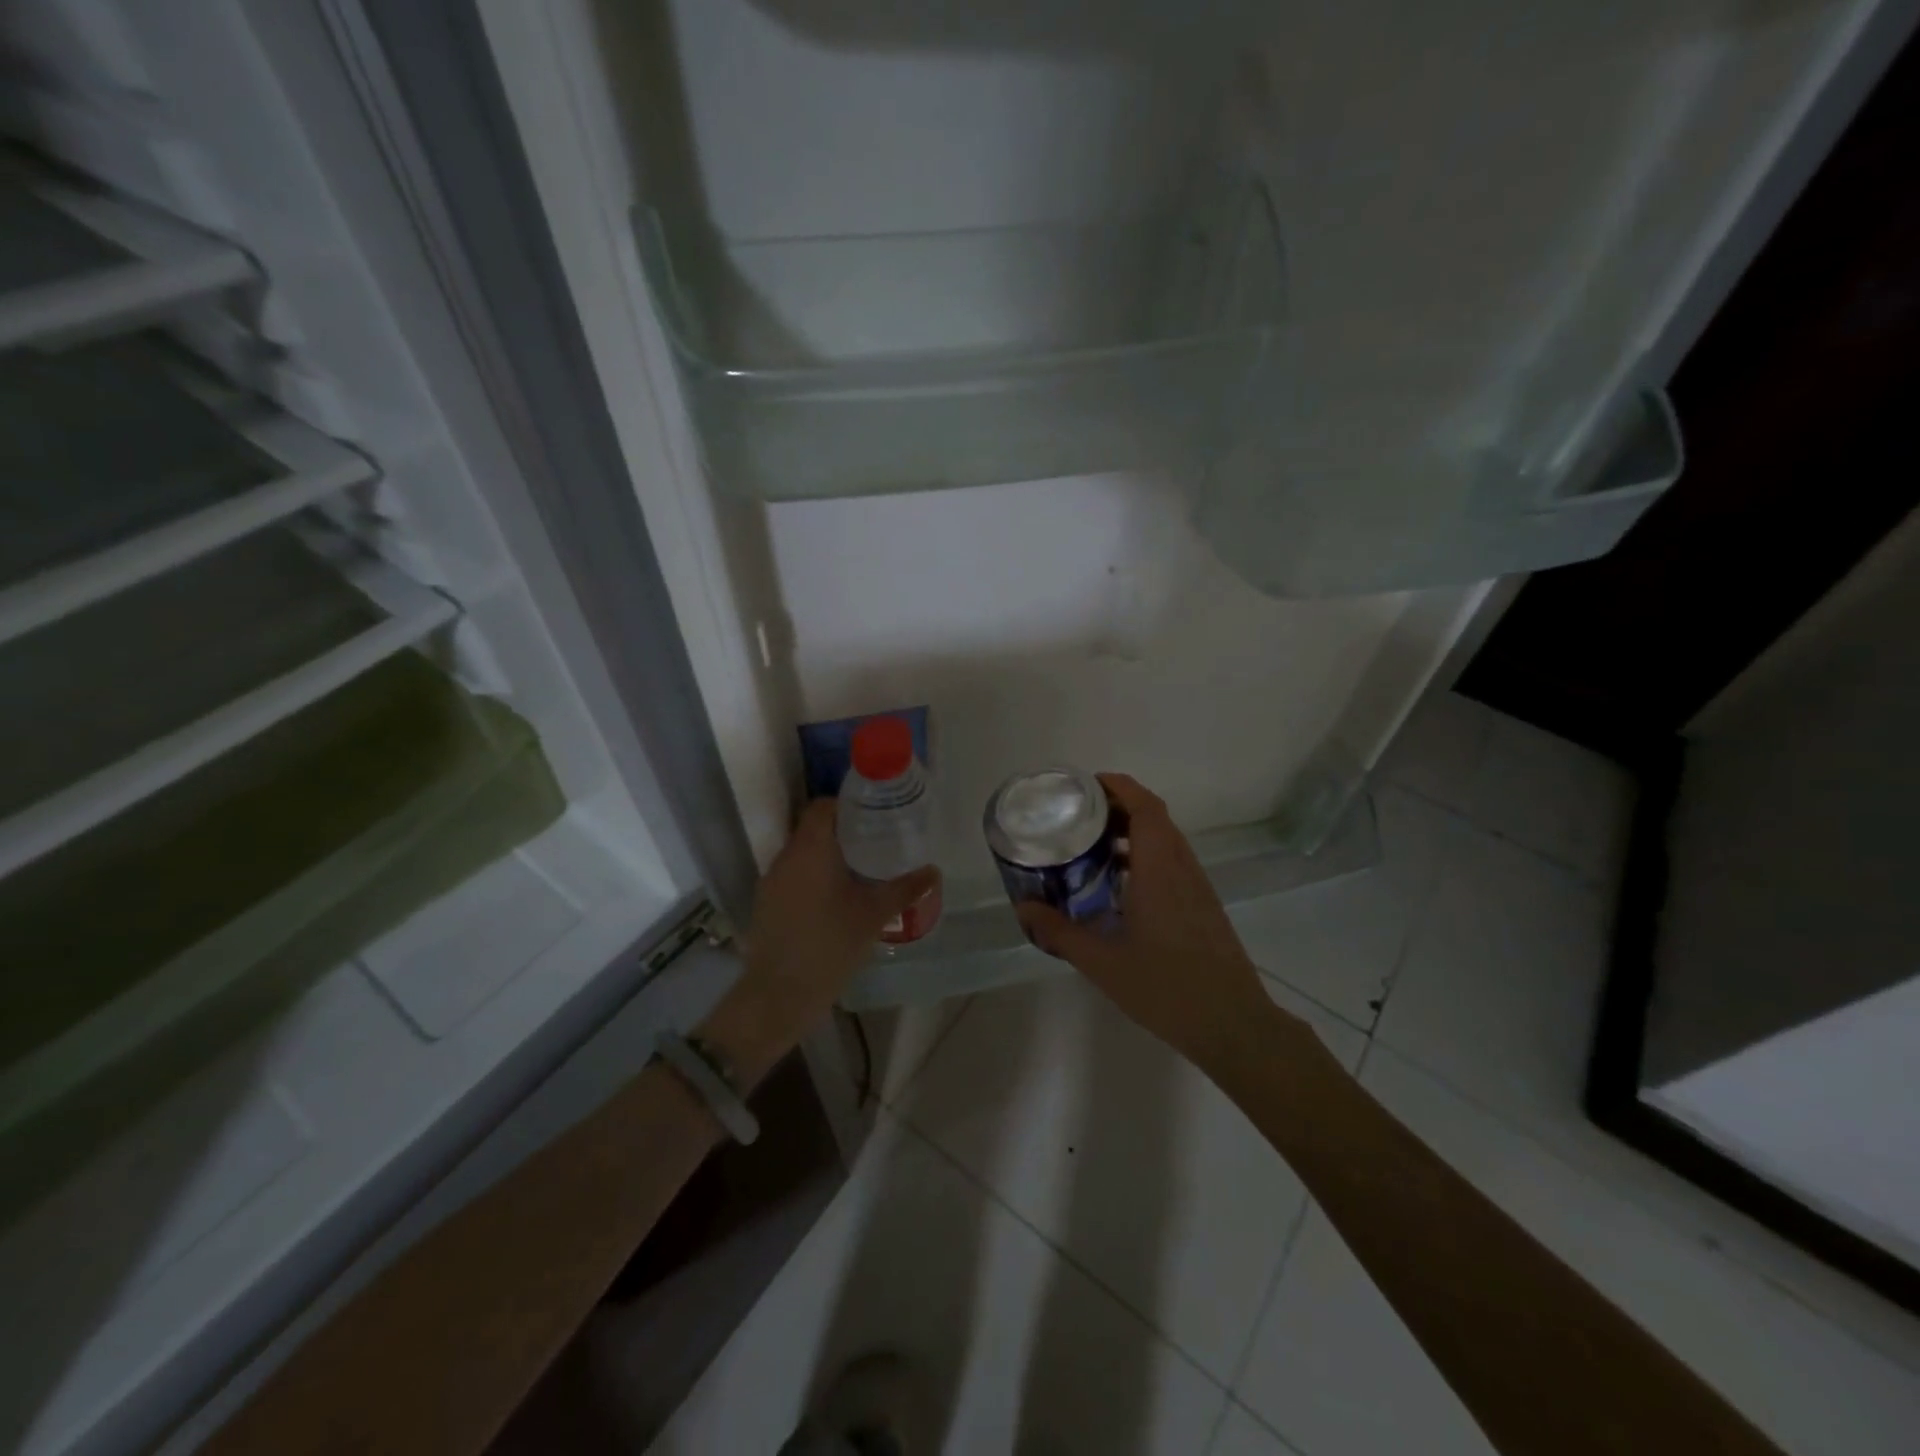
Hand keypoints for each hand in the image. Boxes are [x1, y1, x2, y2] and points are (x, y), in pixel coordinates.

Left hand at [704, 800, 938, 1081]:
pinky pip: (793, 876)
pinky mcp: (767, 904)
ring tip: (861, 870)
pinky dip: (814, 877)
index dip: (848, 805)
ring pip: (803, 854)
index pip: (823, 806)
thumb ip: (904, 888)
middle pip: (813, 828)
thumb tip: (934, 871)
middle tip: (877, 842)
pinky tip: (837, 899)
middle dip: (844, 832)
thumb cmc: (830, 945)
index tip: (875, 815)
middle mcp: (786, 857)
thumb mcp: (874, 915)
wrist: (779, 995)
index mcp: (811, 849)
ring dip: (829, 856)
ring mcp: (772, 881)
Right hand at [1017, 773, 1299, 1070]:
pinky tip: (1120, 885)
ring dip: (1132, 830)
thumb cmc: (1166, 989)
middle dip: (1118, 806)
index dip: (1119, 786)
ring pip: (1165, 839)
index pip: (1145, 807)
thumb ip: (1060, 932)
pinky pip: (1172, 861)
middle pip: (1154, 816)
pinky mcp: (1203, 903)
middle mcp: (1181, 867)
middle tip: (1078, 815)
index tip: (1086, 785)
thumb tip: (1023, 908)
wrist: (1233, 1024)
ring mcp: (1197, 885)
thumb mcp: (1102, 963)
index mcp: (1159, 870)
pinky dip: (1145, 855)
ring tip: (1092, 845)